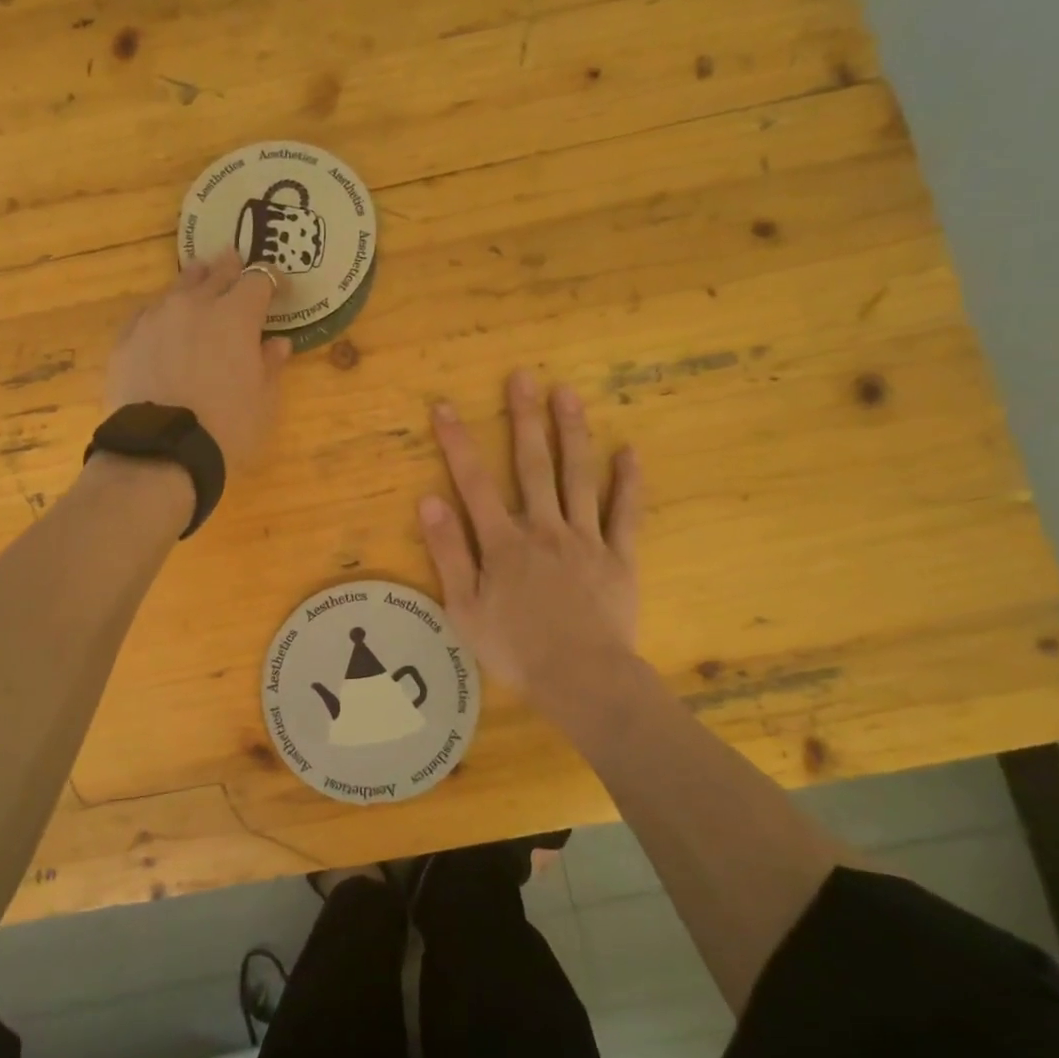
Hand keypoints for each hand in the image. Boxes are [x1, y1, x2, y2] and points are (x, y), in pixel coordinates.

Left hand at [107, 251, 290, 467]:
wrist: (161, 451)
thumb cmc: (226, 428)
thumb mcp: (263, 402)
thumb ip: (270, 365)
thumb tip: (277, 343)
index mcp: (236, 316)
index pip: (259, 281)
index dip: (272, 281)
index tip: (280, 290)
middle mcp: (194, 305)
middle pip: (216, 273)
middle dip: (230, 267)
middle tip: (235, 259)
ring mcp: (156, 318)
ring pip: (178, 287)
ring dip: (194, 281)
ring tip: (199, 277)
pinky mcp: (127, 338)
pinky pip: (148, 313)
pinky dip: (162, 312)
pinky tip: (162, 319)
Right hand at [418, 370, 643, 711]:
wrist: (583, 681)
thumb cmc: (516, 650)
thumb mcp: (465, 608)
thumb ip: (449, 552)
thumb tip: (429, 500)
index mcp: (504, 543)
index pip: (474, 483)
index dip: (458, 443)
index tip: (446, 406)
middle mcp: (544, 528)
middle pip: (533, 465)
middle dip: (524, 419)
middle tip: (522, 376)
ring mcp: (586, 539)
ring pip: (578, 476)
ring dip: (572, 432)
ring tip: (567, 393)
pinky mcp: (619, 557)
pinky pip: (625, 514)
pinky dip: (628, 482)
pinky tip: (630, 451)